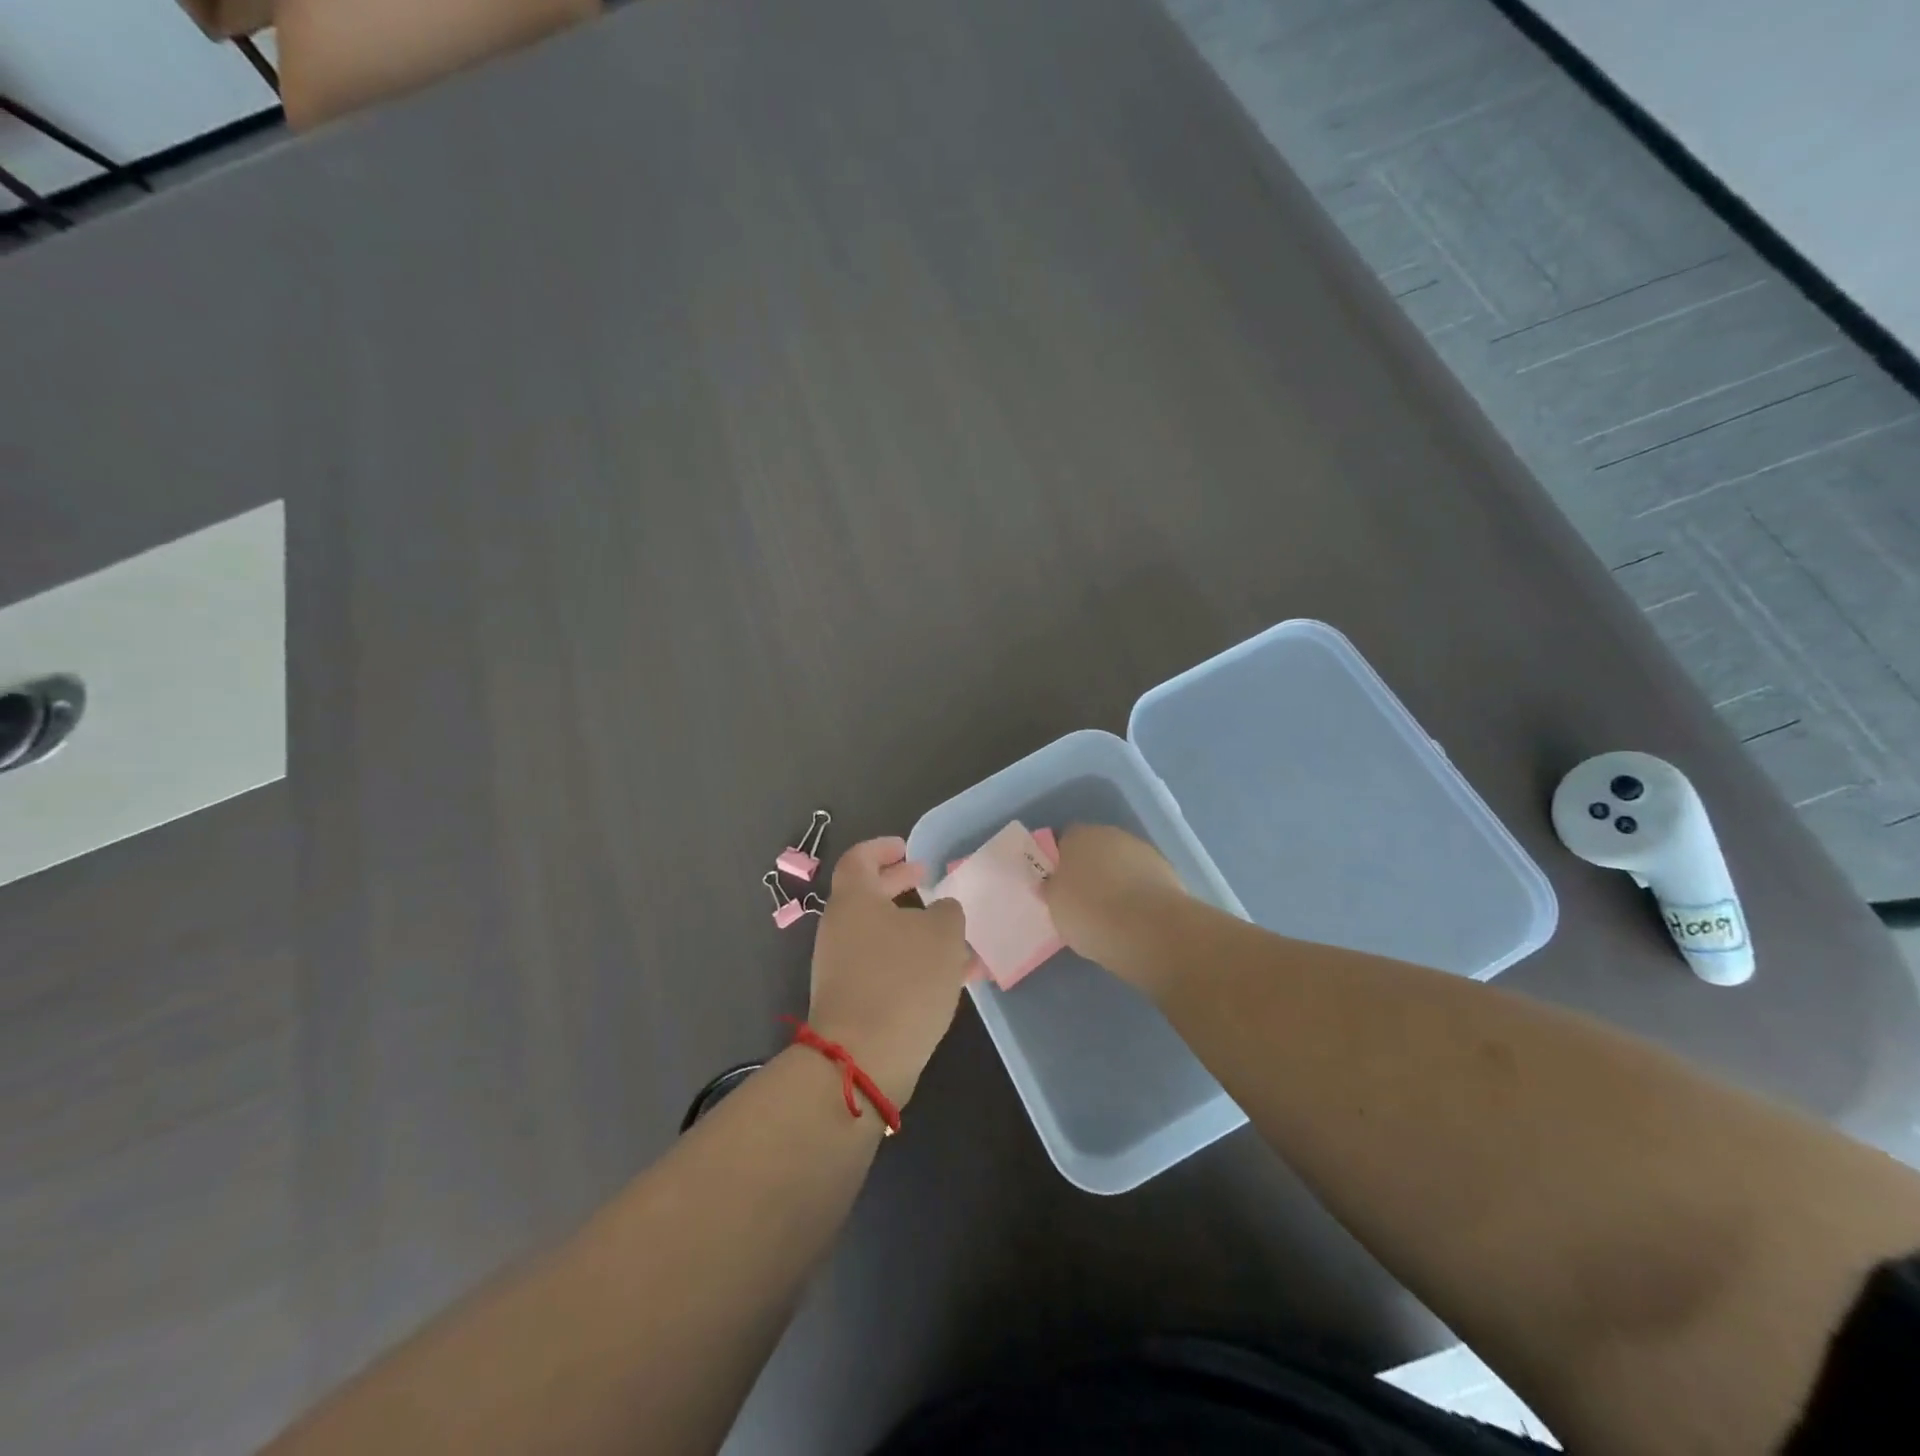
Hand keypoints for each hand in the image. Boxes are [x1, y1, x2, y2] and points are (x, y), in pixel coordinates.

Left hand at [806, 837, 971, 1105]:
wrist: (863, 1058)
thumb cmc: (903, 979)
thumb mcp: (943, 934)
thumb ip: (947, 912)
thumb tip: (941, 911)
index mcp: (854, 899)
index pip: (860, 858)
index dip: (883, 848)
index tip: (908, 848)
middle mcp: (840, 928)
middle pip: (868, 895)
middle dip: (900, 885)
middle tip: (929, 881)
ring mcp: (841, 966)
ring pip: (882, 934)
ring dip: (914, 929)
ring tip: (954, 937)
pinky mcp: (852, 1001)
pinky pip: (884, 967)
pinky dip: (912, 962)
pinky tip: (949, 977)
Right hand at [1041, 825, 1191, 992]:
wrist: (1150, 930)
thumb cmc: (1090, 913)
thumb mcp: (1055, 905)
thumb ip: (1053, 889)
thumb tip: (1054, 884)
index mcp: (1079, 836)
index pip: (1064, 840)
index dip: (1060, 862)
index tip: (1058, 887)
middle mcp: (1112, 834)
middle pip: (1095, 850)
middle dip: (1090, 870)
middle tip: (1082, 901)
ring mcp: (1143, 851)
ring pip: (1121, 865)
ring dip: (1116, 882)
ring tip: (1110, 916)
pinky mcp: (1168, 873)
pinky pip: (1142, 882)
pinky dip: (1138, 895)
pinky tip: (1134, 920)